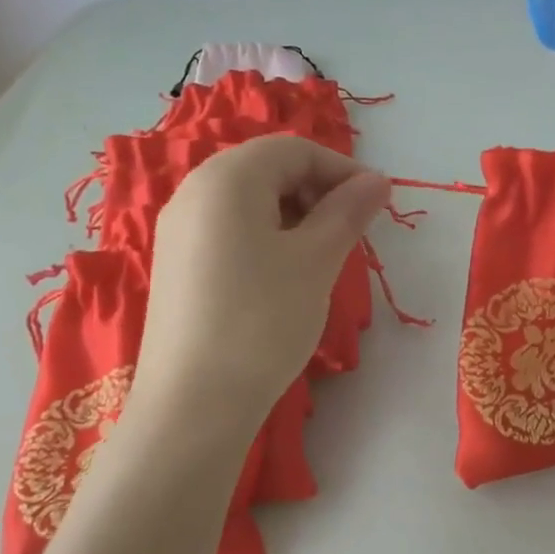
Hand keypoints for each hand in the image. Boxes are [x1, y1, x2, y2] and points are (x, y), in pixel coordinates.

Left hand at [130, 134, 389, 427]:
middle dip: (318, 191)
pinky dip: (267, 238)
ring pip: (249, 202)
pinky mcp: (177, 265)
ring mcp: (179, 230)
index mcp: (227, 179)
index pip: (294, 149)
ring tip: (322, 257)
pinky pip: (229, 230)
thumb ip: (348, 211)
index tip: (376, 204)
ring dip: (295, 216)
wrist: (195, 403)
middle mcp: (194, 192)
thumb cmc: (262, 319)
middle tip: (350, 232)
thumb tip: (377, 180)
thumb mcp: (316, 260)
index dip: (342, 169)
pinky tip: (284, 277)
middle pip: (268, 169)